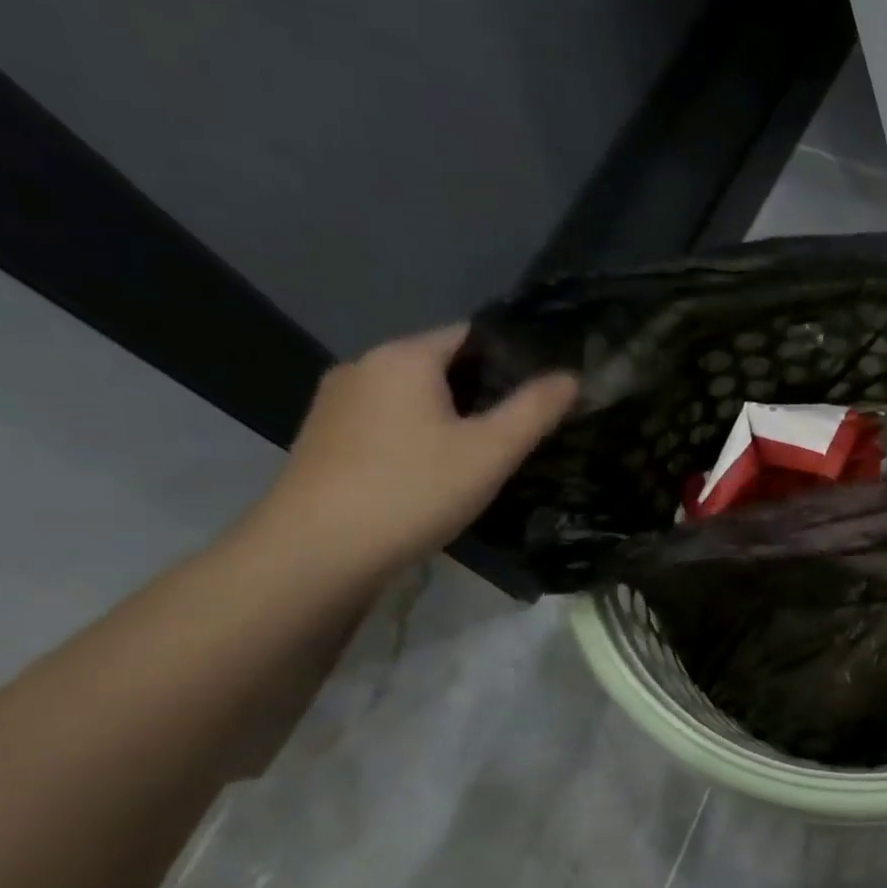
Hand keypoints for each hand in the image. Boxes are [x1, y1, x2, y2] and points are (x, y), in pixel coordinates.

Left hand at [243, 325, 575, 582]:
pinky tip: (433, 473)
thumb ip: (534, 409)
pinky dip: (416, 436)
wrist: (315, 553)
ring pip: (411, 397)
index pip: (470, 334)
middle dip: (482, 390)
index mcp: (403, 357)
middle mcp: (363, 367)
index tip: (544, 388)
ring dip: (448, 416)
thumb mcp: (491, 451)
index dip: (512, 356)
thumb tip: (571, 376)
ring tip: (485, 452)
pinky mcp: (322, 440)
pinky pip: (386, 423)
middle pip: (439, 365)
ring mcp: (335, 404)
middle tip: (524, 426)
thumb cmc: (413, 490)